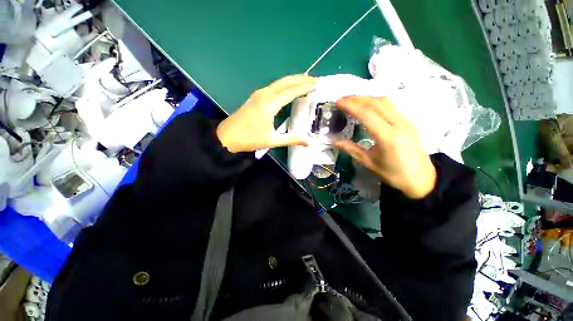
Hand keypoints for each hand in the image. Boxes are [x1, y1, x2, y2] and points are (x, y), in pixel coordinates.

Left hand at [216, 75, 316, 152]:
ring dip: (293, 80)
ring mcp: (259, 94)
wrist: (227, 137)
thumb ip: (291, 140)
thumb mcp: (272, 141)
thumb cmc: (249, 139)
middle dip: (301, 79)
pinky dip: (285, 85)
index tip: (317, 84)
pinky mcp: (256, 97)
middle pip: (285, 82)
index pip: (291, 91)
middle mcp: (264, 94)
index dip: (304, 87)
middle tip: (315, 80)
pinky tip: (289, 88)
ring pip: (279, 82)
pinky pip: (274, 86)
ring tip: (305, 80)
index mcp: (269, 104)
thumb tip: (308, 142)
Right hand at [335, 97, 436, 198]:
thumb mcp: (370, 163)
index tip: (338, 102)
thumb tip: (336, 142)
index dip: (351, 106)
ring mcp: (405, 122)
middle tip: (342, 99)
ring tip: (353, 100)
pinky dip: (376, 102)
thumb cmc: (394, 174)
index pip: (367, 114)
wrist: (422, 179)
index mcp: (387, 137)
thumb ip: (352, 150)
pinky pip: (391, 107)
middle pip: (377, 103)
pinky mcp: (408, 122)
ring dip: (367, 98)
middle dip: (357, 98)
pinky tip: (368, 106)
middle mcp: (398, 125)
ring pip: (385, 102)